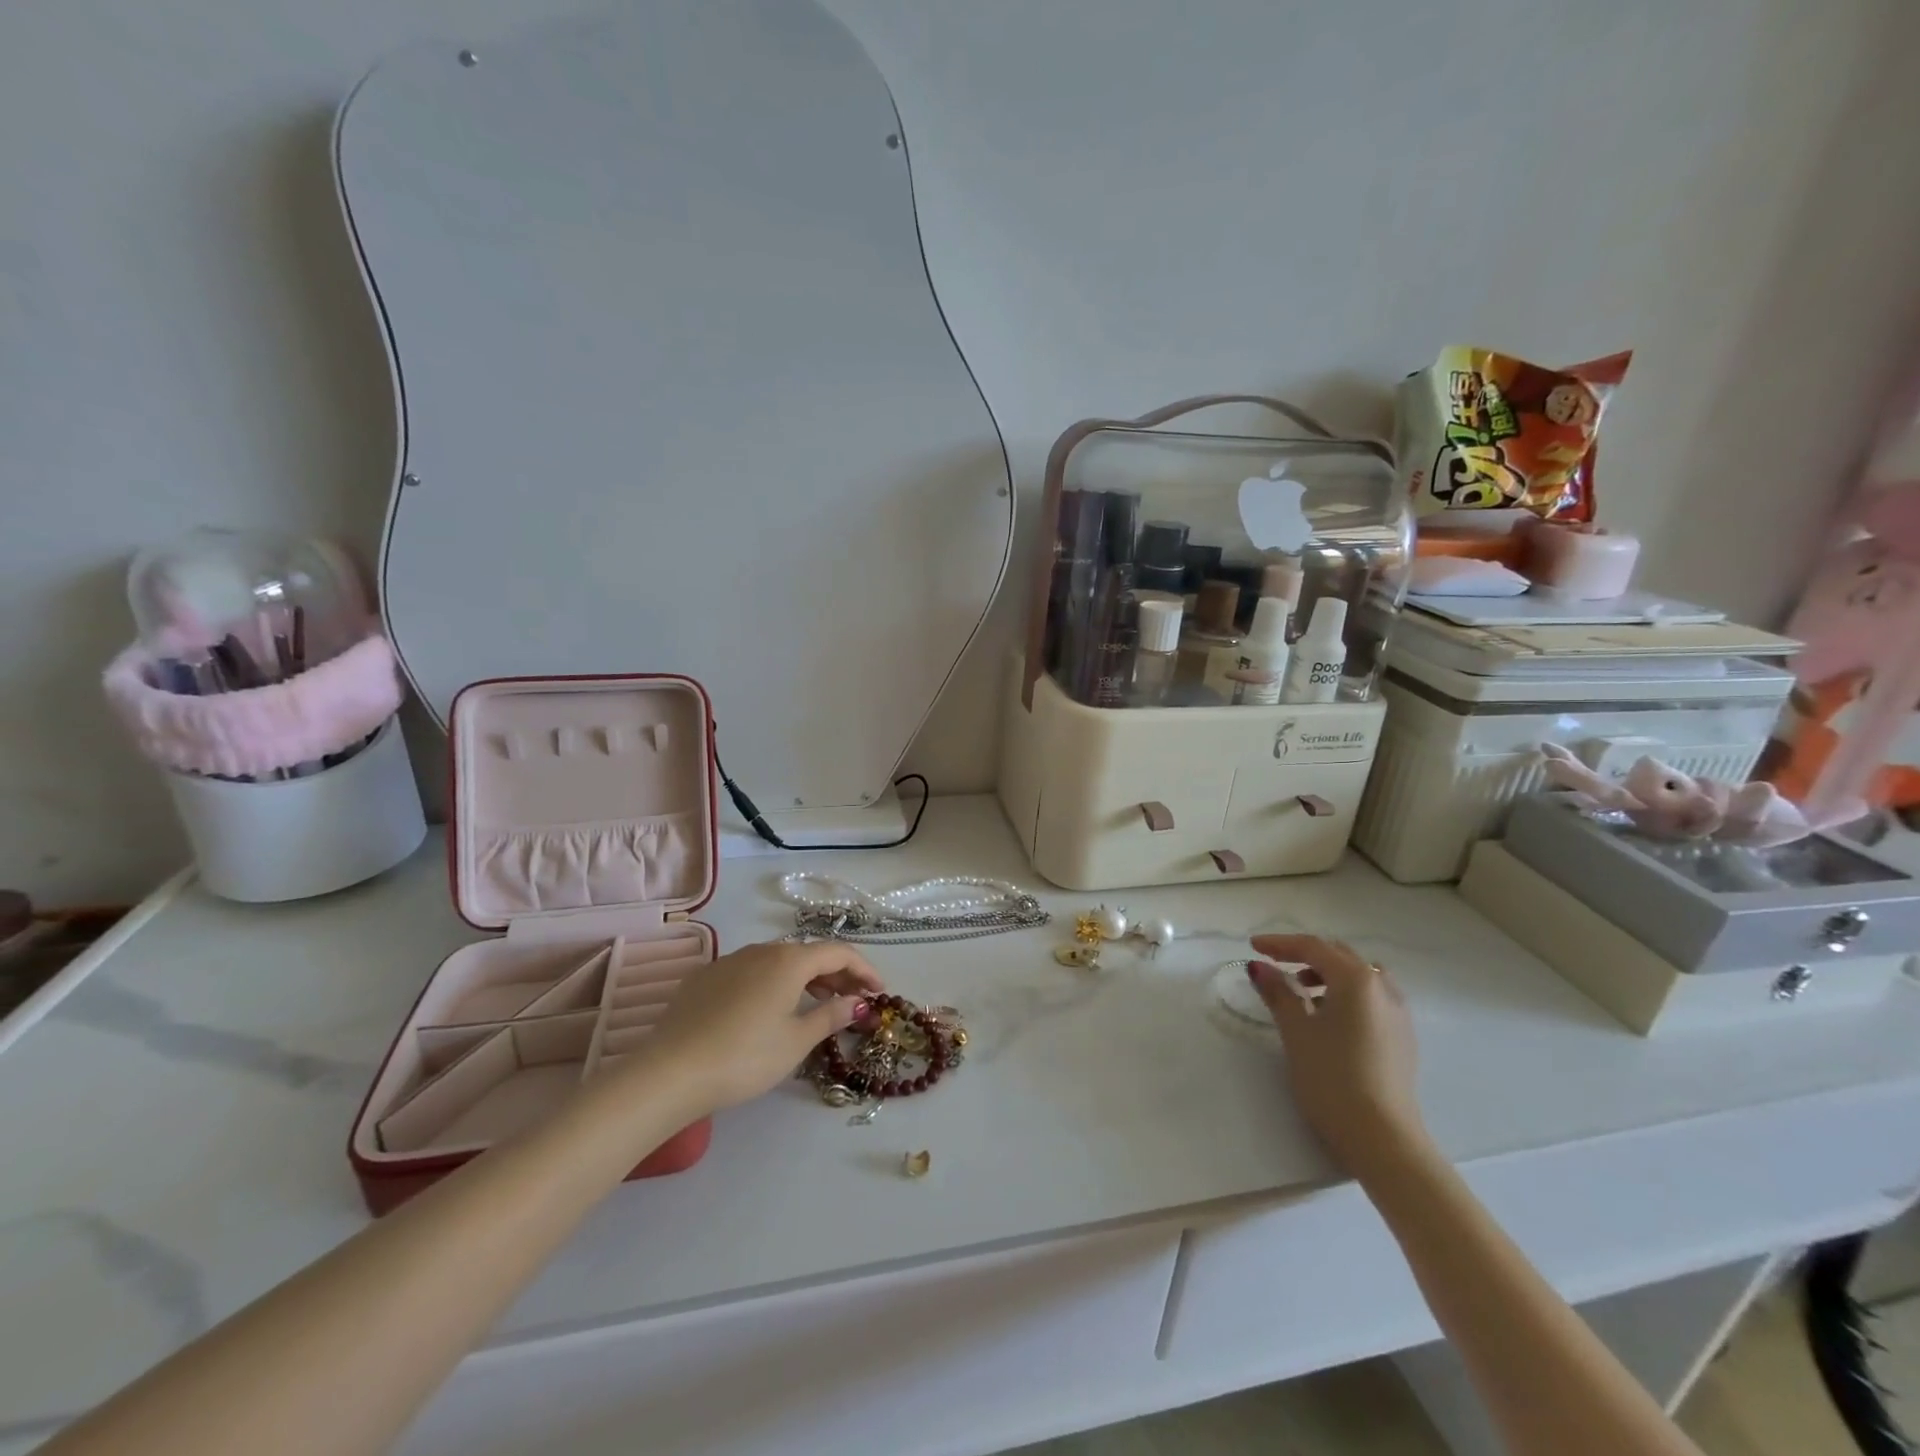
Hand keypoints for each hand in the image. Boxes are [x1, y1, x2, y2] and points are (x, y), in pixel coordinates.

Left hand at [638, 941, 884, 1117]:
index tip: (879, 992)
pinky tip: (768, 1010)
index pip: (838, 953)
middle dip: (836, 974)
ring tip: (817, 1004)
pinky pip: (750, 972)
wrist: (670, 1072)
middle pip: (808, 954)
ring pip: (778, 961)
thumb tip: (858, 1002)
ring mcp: (729, 961)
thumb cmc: (745, 1057)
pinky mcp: (704, 978)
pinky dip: (772, 984)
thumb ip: (831, 1015)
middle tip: (854, 1000)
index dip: (864, 969)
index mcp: (789, 960)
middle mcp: (761, 950)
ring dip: (804, 978)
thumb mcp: (796, 1041)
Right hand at [1246, 934, 1428, 1178]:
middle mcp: (1383, 987)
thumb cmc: (1331, 1077)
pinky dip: (1346, 994)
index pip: (1313, 947)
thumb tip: (1258, 966)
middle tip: (1275, 965)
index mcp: (1356, 979)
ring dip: (1328, 975)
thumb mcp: (1296, 1030)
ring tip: (1301, 993)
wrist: (1382, 1138)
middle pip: (1339, 956)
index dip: (1280, 943)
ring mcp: (1398, 1013)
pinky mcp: (1403, 1036)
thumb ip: (1277, 992)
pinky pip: (1371, 998)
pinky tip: (1329, 1018)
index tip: (1252, 946)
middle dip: (1305, 955)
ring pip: (1359, 976)